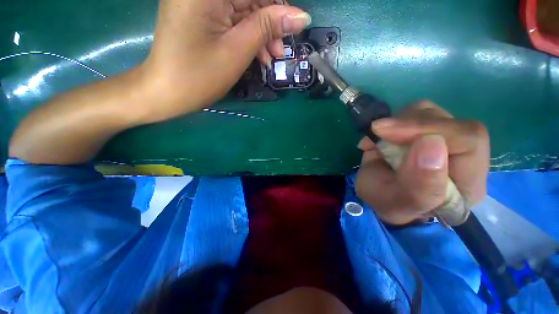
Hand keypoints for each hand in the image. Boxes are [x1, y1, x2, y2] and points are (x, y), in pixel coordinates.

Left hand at [139, 0, 310, 122]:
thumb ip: (268, 27)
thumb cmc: (200, 75)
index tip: (293, 25)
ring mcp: (200, 2)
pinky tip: (258, 55)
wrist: (167, 92)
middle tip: (280, 50)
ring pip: (244, 9)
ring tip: (271, 57)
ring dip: (261, 32)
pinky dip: (248, 35)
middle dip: (270, 22)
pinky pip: (233, 19)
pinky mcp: (201, 15)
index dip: (278, 5)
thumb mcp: (237, 51)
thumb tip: (301, 16)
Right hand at [355, 101, 489, 224]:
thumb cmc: (390, 203)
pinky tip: (377, 140)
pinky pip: (408, 113)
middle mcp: (460, 153)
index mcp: (467, 179)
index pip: (469, 139)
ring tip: (378, 143)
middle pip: (447, 120)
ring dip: (396, 124)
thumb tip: (430, 141)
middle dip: (408, 125)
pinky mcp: (420, 130)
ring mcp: (439, 137)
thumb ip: (420, 184)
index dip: (431, 130)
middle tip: (378, 132)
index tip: (389, 133)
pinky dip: (387, 124)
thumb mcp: (400, 202)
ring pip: (427, 112)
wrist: (380, 195)